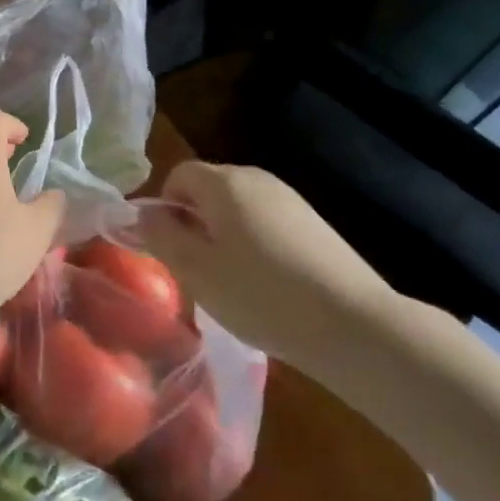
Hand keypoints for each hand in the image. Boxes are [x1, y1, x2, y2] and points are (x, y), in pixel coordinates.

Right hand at [134, 162, 395, 366]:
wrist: (355, 325)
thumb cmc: (260, 295)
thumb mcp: (195, 270)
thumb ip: (161, 235)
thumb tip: (144, 213)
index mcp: (224, 183)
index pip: (178, 174)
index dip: (165, 206)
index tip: (170, 247)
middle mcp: (257, 179)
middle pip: (209, 189)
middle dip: (194, 221)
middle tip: (197, 268)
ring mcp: (291, 200)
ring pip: (238, 208)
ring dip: (224, 235)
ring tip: (232, 281)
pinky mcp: (315, 224)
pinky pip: (266, 223)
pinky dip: (255, 245)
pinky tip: (267, 285)